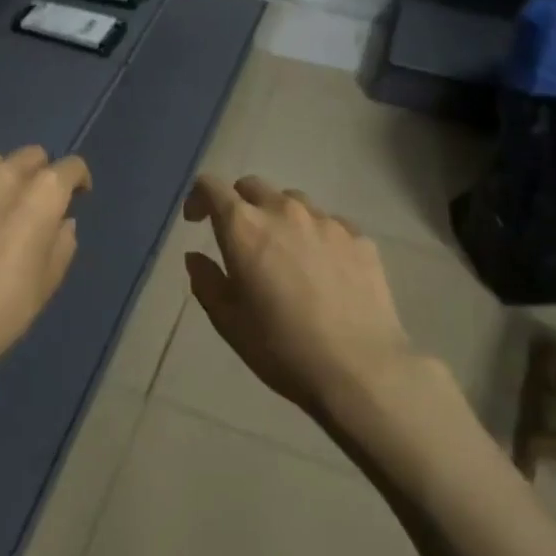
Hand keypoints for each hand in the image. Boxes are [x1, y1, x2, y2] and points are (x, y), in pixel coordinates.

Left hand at [0, 147, 91, 392]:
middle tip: (36, 202)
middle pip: (31, 154)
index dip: (78, 180)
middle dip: (40, 172)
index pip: (71, 166)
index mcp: (41, 193)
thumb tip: (61, 222)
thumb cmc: (6, 307)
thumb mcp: (49, 279)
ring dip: (2, 176)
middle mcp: (2, 176)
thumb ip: (62, 241)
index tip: (77, 197)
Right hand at [181, 174, 449, 423]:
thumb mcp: (228, 321)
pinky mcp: (359, 237)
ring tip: (284, 253)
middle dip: (239, 204)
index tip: (196, 221)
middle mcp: (284, 211)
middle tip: (240, 238)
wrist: (359, 369)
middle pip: (253, 186)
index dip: (198, 198)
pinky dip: (315, 236)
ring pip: (293, 201)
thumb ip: (206, 281)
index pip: (211, 187)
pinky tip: (322, 270)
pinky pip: (328, 224)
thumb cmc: (281, 347)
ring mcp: (326, 221)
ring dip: (279, 217)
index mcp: (244, 227)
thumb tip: (196, 257)